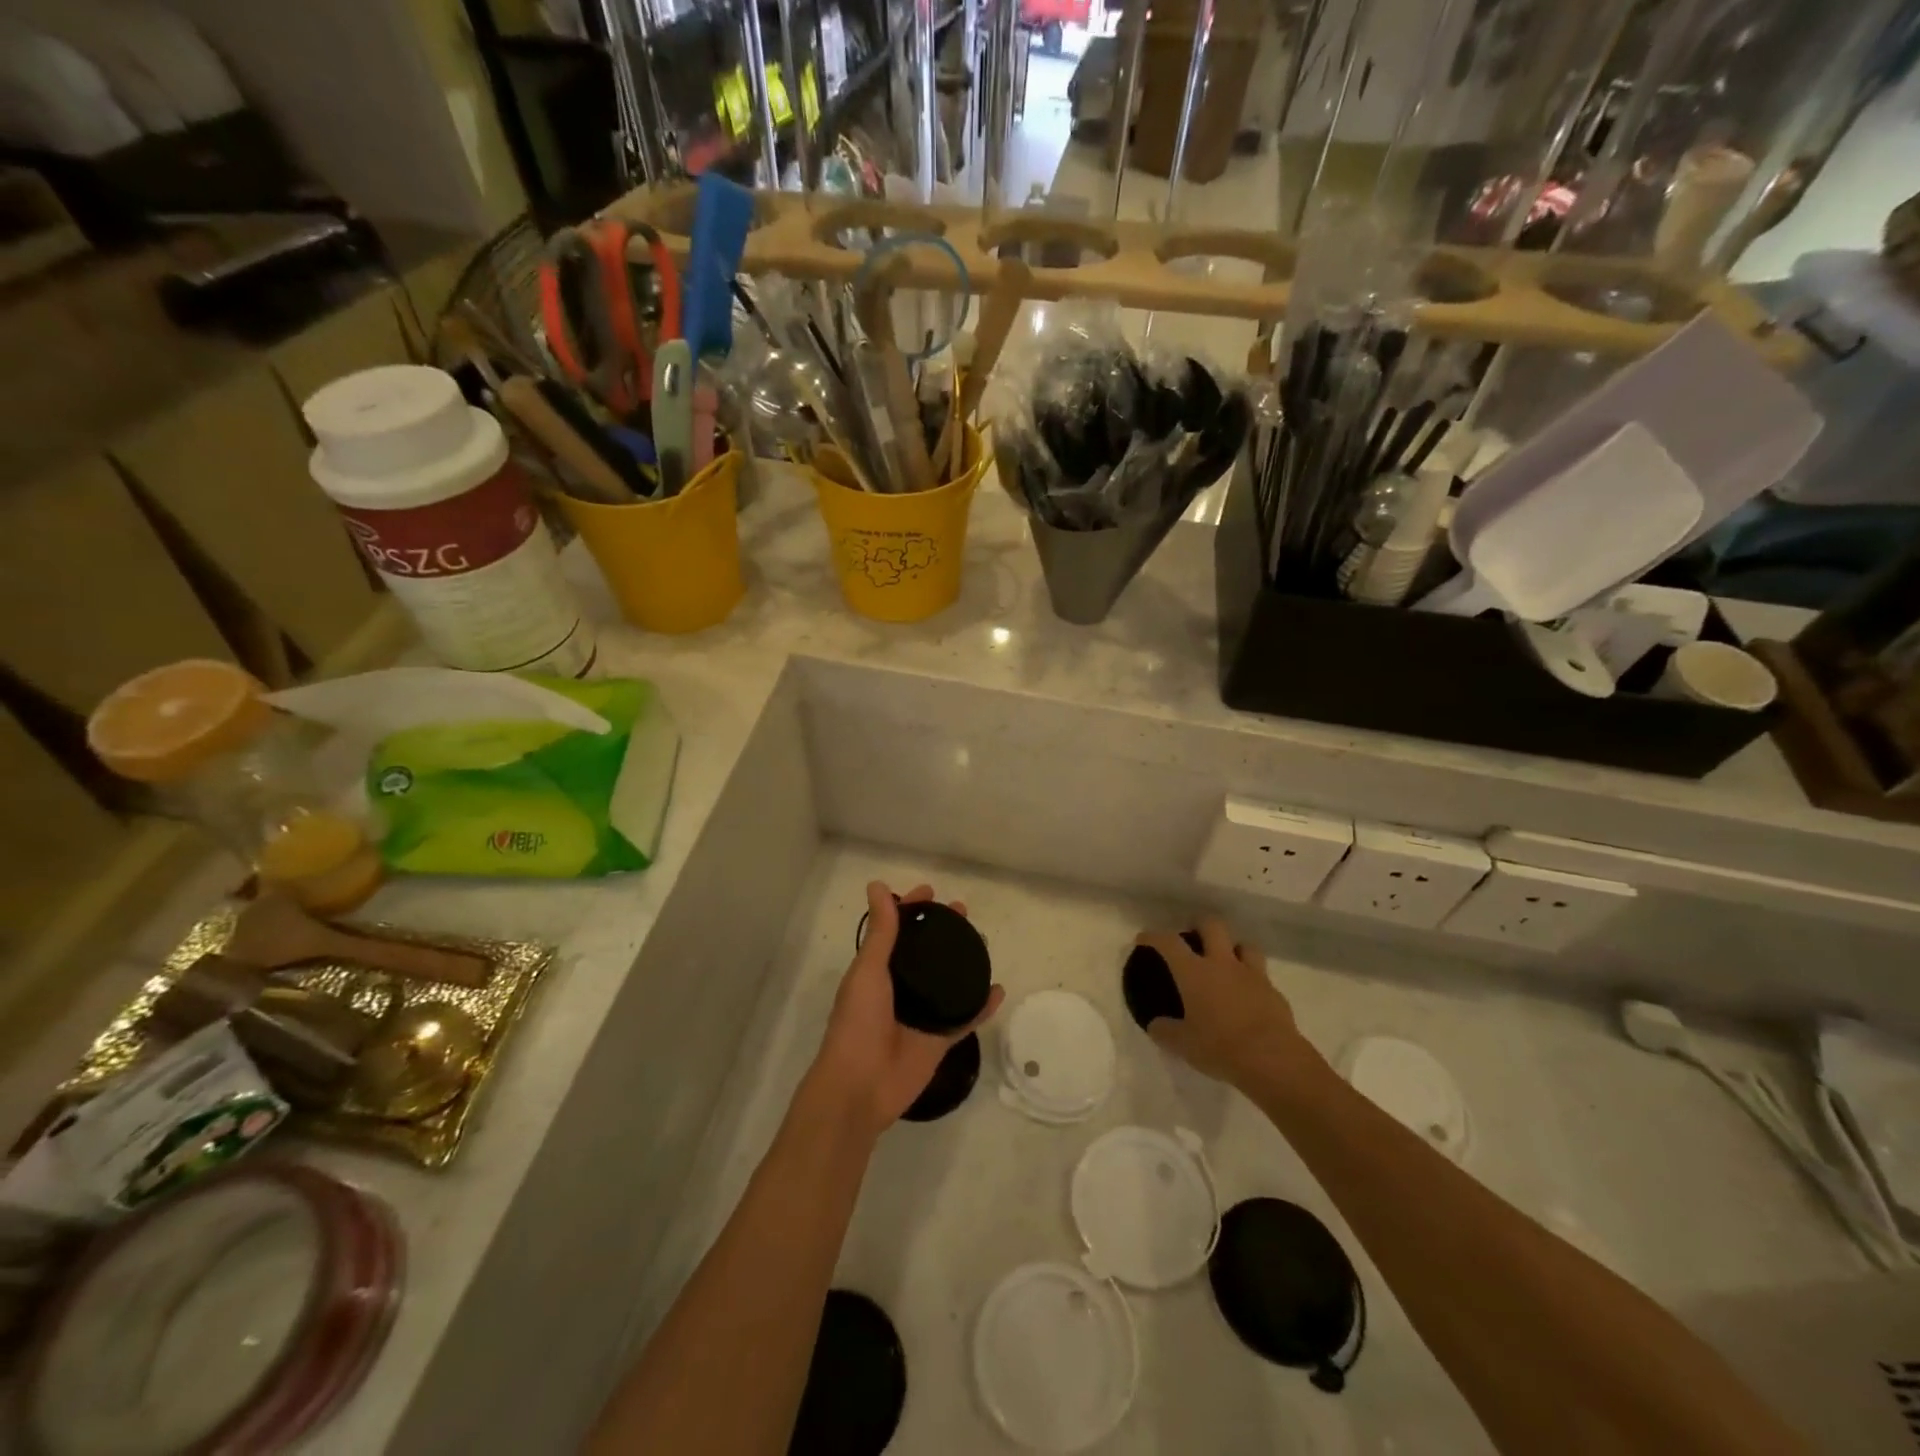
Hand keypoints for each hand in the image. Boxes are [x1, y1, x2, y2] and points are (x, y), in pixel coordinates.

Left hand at [808, 881, 1005, 1138]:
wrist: (861, 1086)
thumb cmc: (858, 1023)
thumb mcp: (868, 970)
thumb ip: (880, 932)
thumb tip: (877, 884)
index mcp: (877, 971)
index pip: (896, 931)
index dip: (911, 910)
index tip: (931, 892)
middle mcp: (900, 988)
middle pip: (926, 953)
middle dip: (943, 932)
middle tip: (964, 913)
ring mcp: (922, 1015)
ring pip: (948, 982)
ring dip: (964, 962)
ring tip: (983, 942)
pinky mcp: (939, 1040)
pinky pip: (965, 1018)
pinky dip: (981, 1006)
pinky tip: (998, 990)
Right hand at [1134, 917, 1306, 1089]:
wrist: (1273, 1060)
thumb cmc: (1220, 1048)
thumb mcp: (1183, 1044)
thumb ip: (1165, 1031)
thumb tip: (1156, 1025)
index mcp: (1194, 972)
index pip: (1168, 942)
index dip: (1153, 936)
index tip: (1144, 939)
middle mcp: (1223, 964)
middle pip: (1212, 925)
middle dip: (1199, 925)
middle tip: (1192, 938)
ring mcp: (1252, 975)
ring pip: (1244, 944)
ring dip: (1232, 948)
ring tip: (1225, 963)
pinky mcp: (1274, 992)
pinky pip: (1261, 976)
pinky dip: (1251, 980)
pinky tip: (1247, 997)